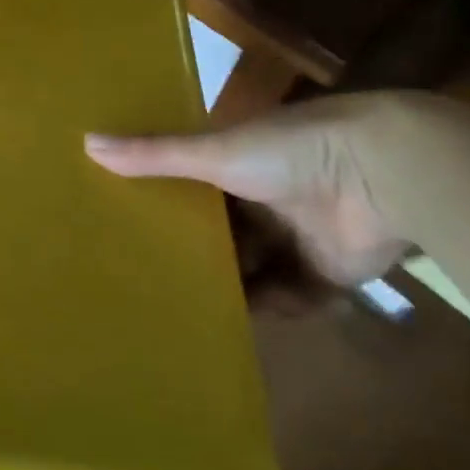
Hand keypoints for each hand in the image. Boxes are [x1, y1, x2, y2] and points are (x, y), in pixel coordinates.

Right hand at [85, 95, 414, 302]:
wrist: (384, 175)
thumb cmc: (289, 153)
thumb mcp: (213, 153)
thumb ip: (154, 154)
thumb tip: (85, 143)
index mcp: (239, 163)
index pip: (193, 186)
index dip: (166, 204)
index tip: (129, 225)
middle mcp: (265, 199)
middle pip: (223, 233)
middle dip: (196, 253)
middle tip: (150, 278)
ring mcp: (299, 236)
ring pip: (255, 268)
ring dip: (232, 287)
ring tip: (186, 311)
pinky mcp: (329, 272)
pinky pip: (293, 297)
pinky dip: (274, 308)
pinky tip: (240, 326)